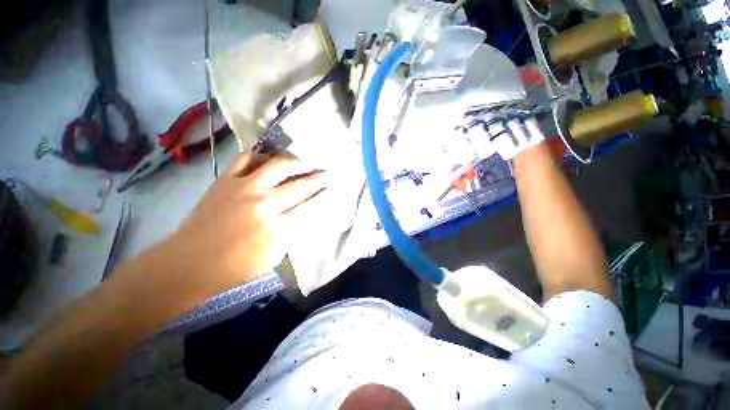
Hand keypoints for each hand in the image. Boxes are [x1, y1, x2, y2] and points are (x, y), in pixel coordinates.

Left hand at [157, 152, 329, 295]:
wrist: (191, 262)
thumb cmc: (237, 267)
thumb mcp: (275, 256)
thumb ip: (291, 232)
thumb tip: (304, 212)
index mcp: (277, 228)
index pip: (308, 206)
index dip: (321, 195)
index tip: (331, 187)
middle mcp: (263, 204)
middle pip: (298, 186)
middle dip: (317, 177)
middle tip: (327, 171)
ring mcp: (243, 189)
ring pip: (277, 166)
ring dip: (296, 162)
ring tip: (305, 161)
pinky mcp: (225, 181)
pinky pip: (246, 158)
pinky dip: (261, 155)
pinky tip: (270, 160)